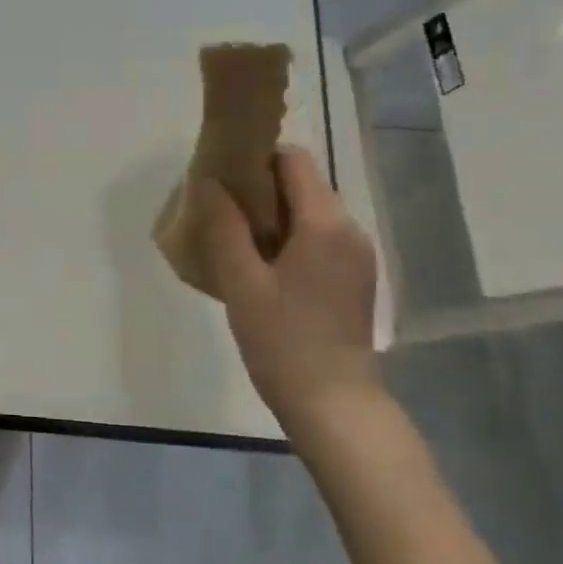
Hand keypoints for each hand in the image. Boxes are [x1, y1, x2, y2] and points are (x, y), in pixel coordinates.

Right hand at [197, 146, 379, 422]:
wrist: (334, 404)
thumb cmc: (284, 341)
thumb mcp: (242, 282)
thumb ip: (223, 227)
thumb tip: (207, 183)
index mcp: (325, 223)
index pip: (293, 160)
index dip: (255, 158)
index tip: (220, 176)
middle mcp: (349, 230)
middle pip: (302, 184)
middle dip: (258, 188)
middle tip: (216, 210)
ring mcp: (355, 255)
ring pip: (308, 212)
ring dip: (270, 215)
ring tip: (231, 239)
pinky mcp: (353, 278)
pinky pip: (316, 238)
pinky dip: (286, 238)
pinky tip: (258, 266)